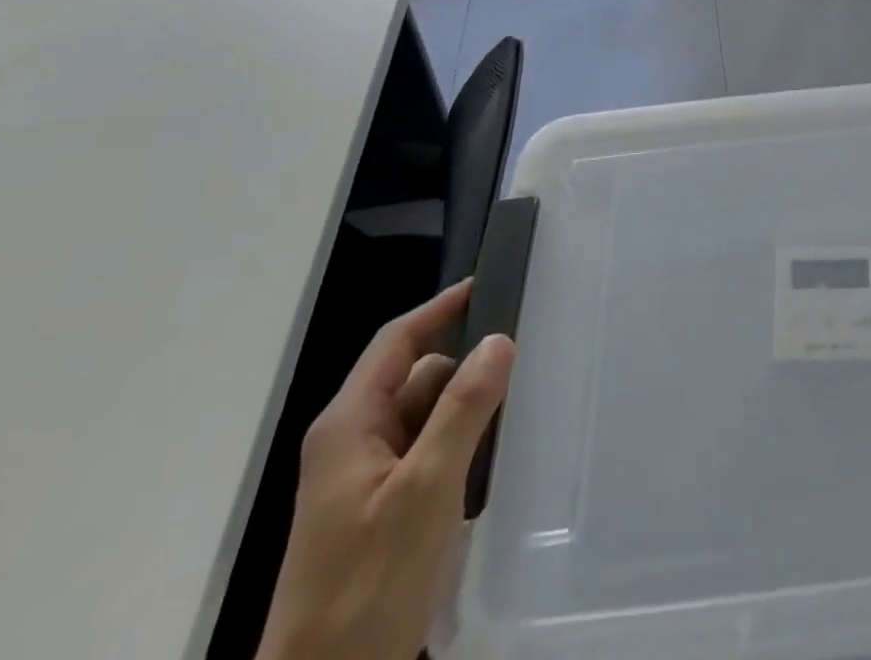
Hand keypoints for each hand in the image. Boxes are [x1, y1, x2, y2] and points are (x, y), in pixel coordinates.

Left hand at [256, 280, 515, 659]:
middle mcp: (351, 442)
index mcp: (348, 425)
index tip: (488, 285)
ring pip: (423, 418)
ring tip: (513, 418)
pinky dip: (455, 449)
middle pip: (416, 378)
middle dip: (463, 372)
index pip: (398, 342)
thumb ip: (463, 409)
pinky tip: (487, 466)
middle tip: (522, 366)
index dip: (441, 309)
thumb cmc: (368, 585)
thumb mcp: (425, 489)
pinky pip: (424, 454)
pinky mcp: (377, 512)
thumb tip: (498, 339)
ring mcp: (362, 480)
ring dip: (462, 414)